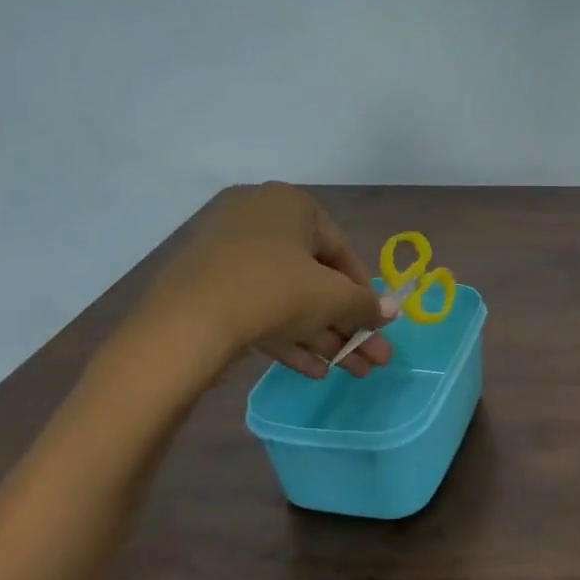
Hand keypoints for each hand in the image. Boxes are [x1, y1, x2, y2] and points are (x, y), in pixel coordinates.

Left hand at [136, 183, 391, 380]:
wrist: (186, 324)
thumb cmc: (274, 290)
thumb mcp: (333, 297)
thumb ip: (366, 304)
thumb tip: (393, 310)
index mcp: (290, 206)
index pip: (341, 250)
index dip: (363, 292)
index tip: (377, 323)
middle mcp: (258, 220)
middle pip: (315, 279)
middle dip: (347, 324)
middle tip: (371, 358)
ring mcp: (228, 254)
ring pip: (288, 298)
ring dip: (324, 337)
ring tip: (350, 373)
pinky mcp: (208, 288)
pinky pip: (258, 308)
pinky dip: (287, 336)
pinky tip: (313, 371)